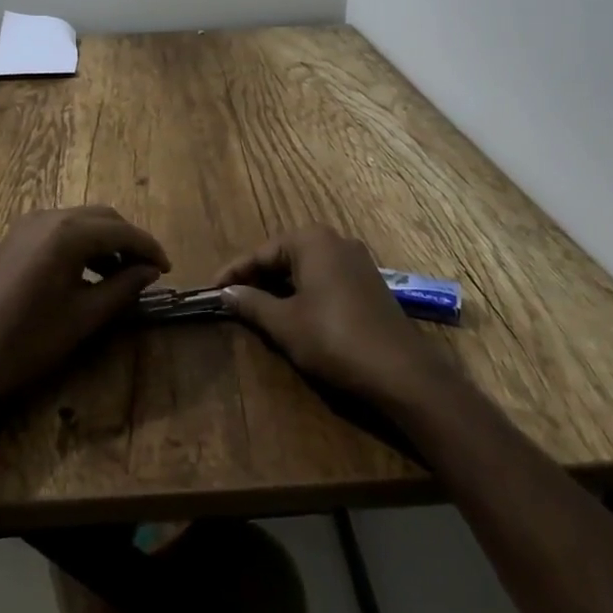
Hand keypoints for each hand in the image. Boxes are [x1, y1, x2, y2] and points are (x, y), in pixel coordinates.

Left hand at [0, 207, 170, 422]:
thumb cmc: (27, 343)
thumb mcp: (83, 319)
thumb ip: (122, 288)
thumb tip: (149, 271)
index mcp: (67, 233)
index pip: (121, 230)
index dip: (148, 248)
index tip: (167, 269)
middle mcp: (49, 217)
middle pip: (102, 217)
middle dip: (128, 240)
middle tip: (148, 271)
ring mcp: (28, 224)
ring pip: (81, 220)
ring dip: (105, 241)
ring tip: (122, 275)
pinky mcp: (16, 238)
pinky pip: (60, 229)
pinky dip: (82, 243)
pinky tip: (89, 273)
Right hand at [216, 225, 451, 408]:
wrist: (402, 372)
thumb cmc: (334, 339)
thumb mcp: (285, 323)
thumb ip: (252, 303)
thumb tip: (225, 292)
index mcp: (311, 240)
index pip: (261, 252)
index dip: (233, 272)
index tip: (210, 290)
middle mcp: (334, 240)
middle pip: (284, 256)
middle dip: (257, 277)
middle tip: (232, 300)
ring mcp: (356, 260)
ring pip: (305, 268)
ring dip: (280, 286)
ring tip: (257, 308)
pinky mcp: (368, 283)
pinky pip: (325, 278)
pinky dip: (304, 292)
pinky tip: (293, 313)